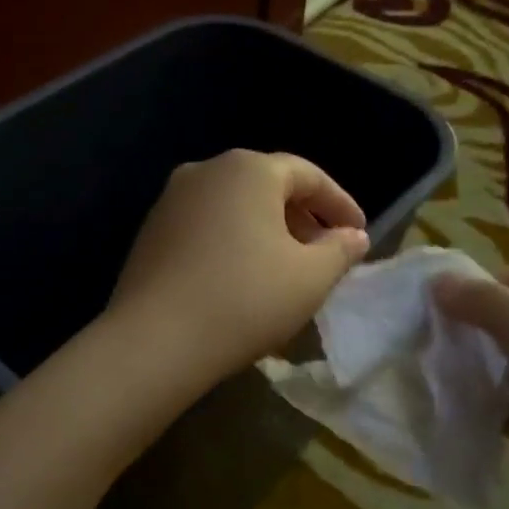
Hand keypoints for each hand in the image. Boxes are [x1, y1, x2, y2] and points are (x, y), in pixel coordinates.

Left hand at [107, 150, 369, 383]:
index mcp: (248, 169)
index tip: (358, 234)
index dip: (339, 204)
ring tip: (285, 269)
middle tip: (324, 253)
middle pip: (266, 186)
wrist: (156, 339)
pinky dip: (231, 242)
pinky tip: (240, 278)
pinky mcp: (150, 231)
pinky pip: (205, 226)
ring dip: (265, 231)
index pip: (307, 175)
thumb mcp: (310, 278)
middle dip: (301, 217)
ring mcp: (171, 199)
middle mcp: (206, 171)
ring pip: (233, 207)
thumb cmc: (245, 300)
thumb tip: (352, 235)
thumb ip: (339, 250)